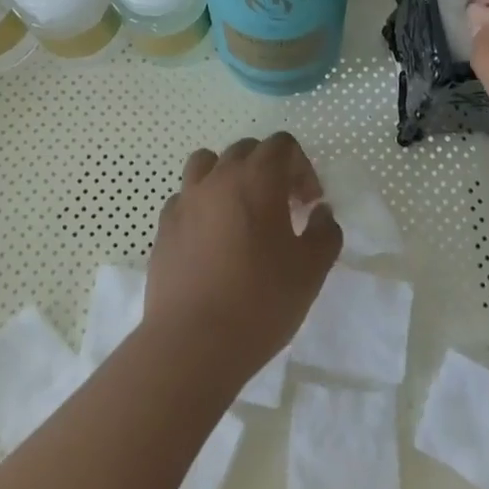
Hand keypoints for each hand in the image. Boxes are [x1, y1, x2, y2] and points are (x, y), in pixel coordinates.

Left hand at [142, 132, 341, 382]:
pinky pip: (185, 198)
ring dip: (229, 176)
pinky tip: (211, 239)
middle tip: (282, 208)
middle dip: (269, 169)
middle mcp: (218, 178)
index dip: (301, 167)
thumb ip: (324, 232)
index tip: (308, 204)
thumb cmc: (260, 302)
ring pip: (207, 164)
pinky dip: (202, 205)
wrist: (192, 343)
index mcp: (257, 179)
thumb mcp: (311, 271)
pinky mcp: (164, 226)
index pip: (282, 145)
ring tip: (240, 212)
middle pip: (246, 150)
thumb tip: (321, 213)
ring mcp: (185, 199)